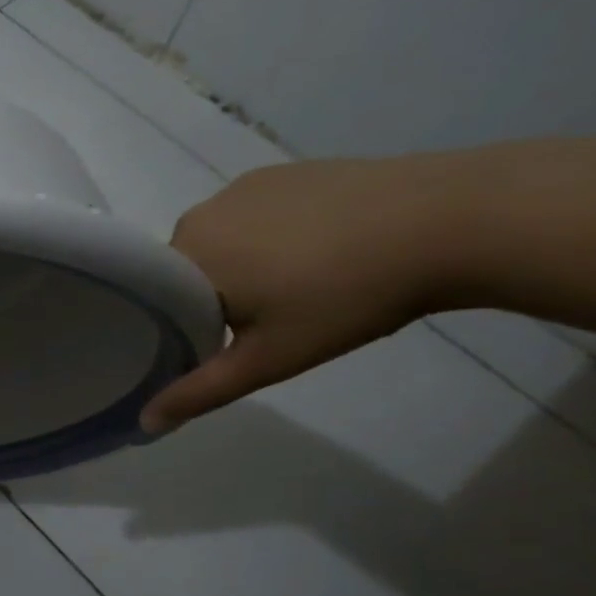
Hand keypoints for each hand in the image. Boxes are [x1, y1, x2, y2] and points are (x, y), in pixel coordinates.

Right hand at [141, 157, 462, 431]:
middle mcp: (199, 214)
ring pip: (219, 242)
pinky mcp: (281, 172)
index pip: (154, 300)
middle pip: (185, 270)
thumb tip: (145, 423)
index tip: (213, 345)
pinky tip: (318, 249)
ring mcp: (241, 188)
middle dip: (210, 297)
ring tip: (297, 286)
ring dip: (240, 266)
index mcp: (185, 255)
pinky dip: (268, 236)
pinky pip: (251, 214)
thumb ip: (200, 391)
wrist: (451, 221)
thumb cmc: (344, 298)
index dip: (176, 326)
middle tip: (262, 324)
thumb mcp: (268, 359)